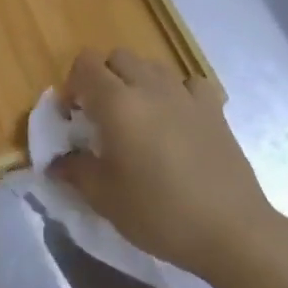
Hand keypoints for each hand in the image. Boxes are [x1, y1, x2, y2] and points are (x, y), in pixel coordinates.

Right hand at [49, 49, 287, 282]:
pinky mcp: (214, 109)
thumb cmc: (159, 213)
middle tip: (102, 115)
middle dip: (104, 77)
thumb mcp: (105, 198)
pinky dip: (179, 92)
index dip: (73, 84)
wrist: (231, 231)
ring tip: (139, 116)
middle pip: (118, 57)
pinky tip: (178, 118)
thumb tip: (56, 162)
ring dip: (138, 80)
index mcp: (117, 103)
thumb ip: (75, 171)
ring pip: (152, 65)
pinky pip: (190, 83)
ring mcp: (185, 95)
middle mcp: (149, 87)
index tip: (73, 116)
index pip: (85, 64)